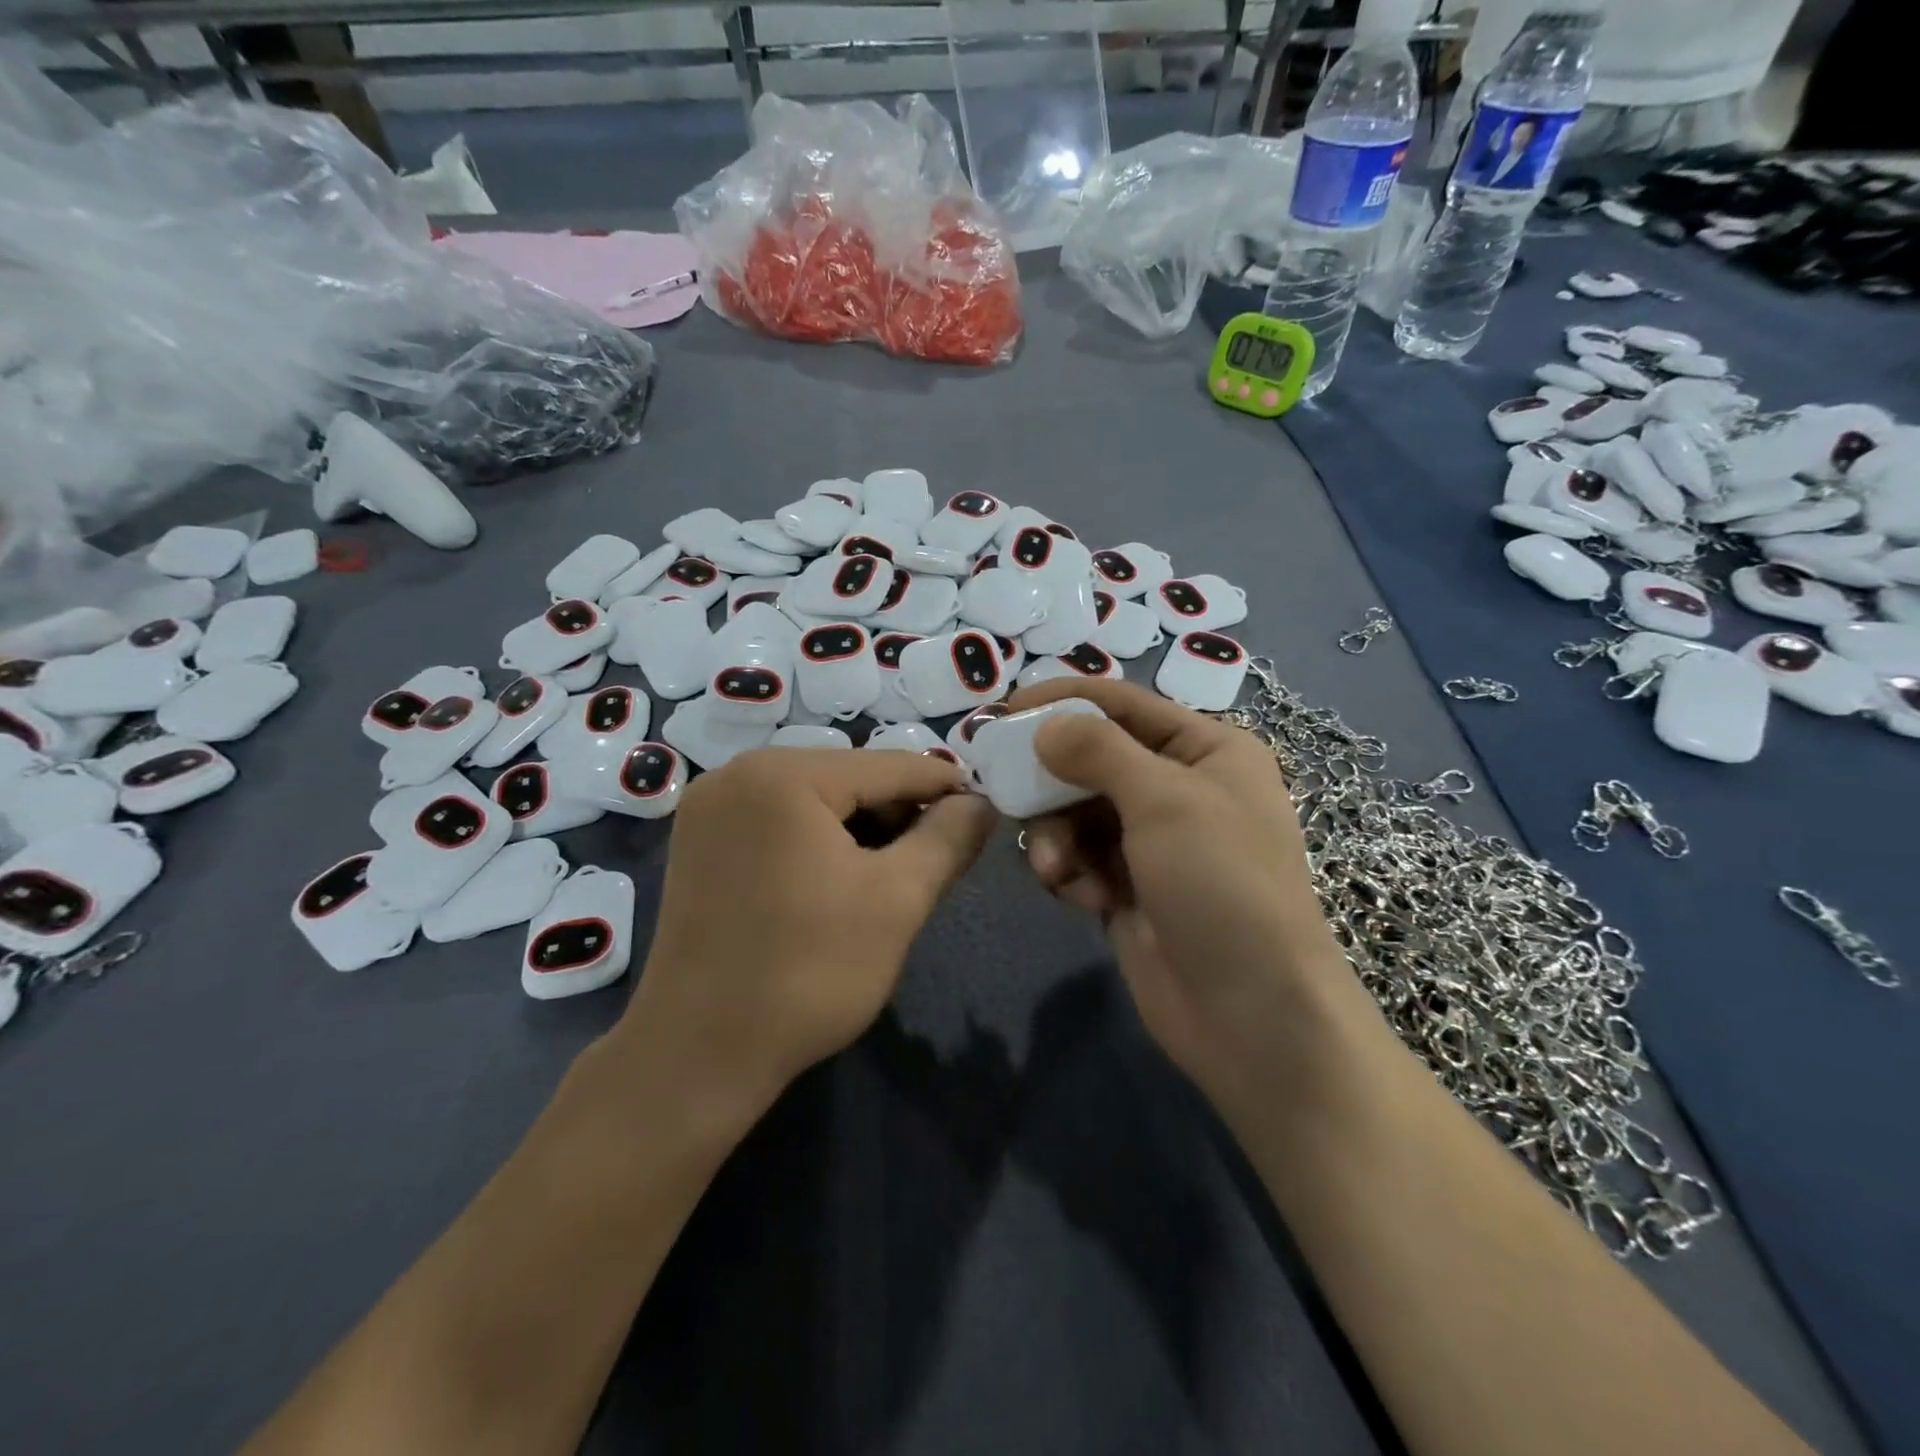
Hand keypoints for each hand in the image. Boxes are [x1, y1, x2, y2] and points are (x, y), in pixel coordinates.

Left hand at [623, 747, 995, 1112]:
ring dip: (861, 827)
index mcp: (783, 775)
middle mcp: (738, 773)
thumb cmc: (808, 973)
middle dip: (898, 812)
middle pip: (847, 778)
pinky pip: (778, 820)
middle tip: (938, 855)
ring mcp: (710, 807)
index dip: (943, 785)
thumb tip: (980, 804)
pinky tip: (840, 878)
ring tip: (894, 872)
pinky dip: (818, 839)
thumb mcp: (898, 900)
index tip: (984, 807)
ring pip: (813, 799)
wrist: (698, 1055)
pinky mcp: (699, 841)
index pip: (888, 765)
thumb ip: (948, 839)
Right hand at [1011, 679, 1354, 1109]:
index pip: (1122, 704)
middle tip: (1009, 796)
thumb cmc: (1220, 884)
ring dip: (1058, 837)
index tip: (1002, 711)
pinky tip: (1083, 899)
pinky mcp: (1127, 886)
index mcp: (1205, 750)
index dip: (1062, 702)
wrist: (1251, 1012)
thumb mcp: (1164, 800)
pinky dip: (1071, 873)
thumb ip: (1098, 751)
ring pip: (1076, 813)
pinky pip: (1079, 858)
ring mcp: (1152, 841)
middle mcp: (1179, 787)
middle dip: (1053, 785)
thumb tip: (1044, 725)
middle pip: (1091, 760)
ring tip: (1058, 871)